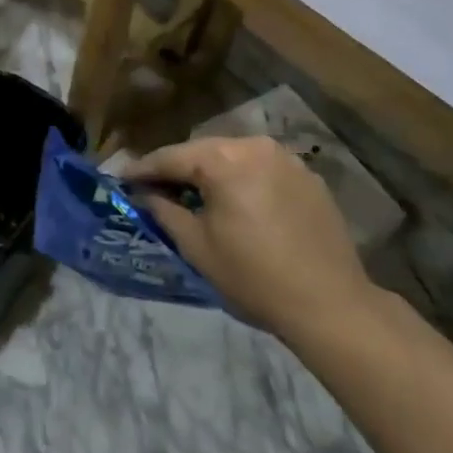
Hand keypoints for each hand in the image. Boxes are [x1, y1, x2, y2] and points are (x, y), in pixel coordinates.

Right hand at [131, 135, 380, 350]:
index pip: (171, 157)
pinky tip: (237, 203)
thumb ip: (164, 210)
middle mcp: (254, 146)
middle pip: (203, 151)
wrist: (331, 305)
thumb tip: (144, 193)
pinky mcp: (308, 176)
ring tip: (194, 194)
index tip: (121, 179)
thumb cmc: (254, 277)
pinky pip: (261, 169)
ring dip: (211, 171)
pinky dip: (242, 179)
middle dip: (177, 167)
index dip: (143, 169)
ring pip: (233, 157)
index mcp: (223, 160)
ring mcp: (286, 159)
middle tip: (155, 187)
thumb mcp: (197, 246)